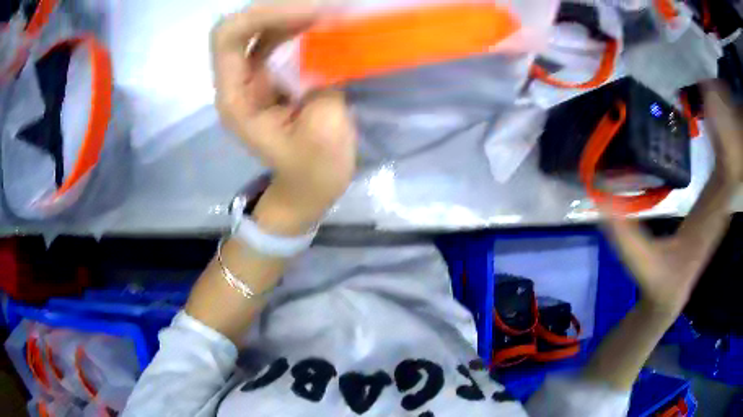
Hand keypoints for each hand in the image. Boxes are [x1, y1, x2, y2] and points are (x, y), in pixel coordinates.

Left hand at [211, 5, 356, 230]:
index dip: (264, 16)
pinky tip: (322, 22)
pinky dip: (298, 23)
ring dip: (291, 12)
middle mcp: (237, 81)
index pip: (229, 38)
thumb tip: (332, 41)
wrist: (307, 187)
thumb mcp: (325, 130)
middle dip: (282, 8)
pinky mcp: (270, 75)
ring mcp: (252, 76)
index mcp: (236, 99)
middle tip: (326, 9)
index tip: (312, 15)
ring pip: (260, 26)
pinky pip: (276, 36)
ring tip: (329, 12)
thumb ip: (324, 81)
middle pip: (242, 24)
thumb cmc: (313, 170)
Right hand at [601, 84, 741, 318]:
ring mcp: (716, 204)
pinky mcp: (712, 201)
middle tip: (708, 82)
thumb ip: (623, 235)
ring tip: (711, 91)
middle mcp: (717, 209)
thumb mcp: (639, 263)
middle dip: (723, 122)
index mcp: (707, 223)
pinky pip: (720, 166)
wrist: (671, 296)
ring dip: (722, 129)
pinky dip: (719, 141)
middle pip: (728, 160)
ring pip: (726, 162)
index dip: (721, 140)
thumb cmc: (658, 284)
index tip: (712, 102)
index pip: (721, 176)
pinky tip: (711, 121)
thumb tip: (600, 199)